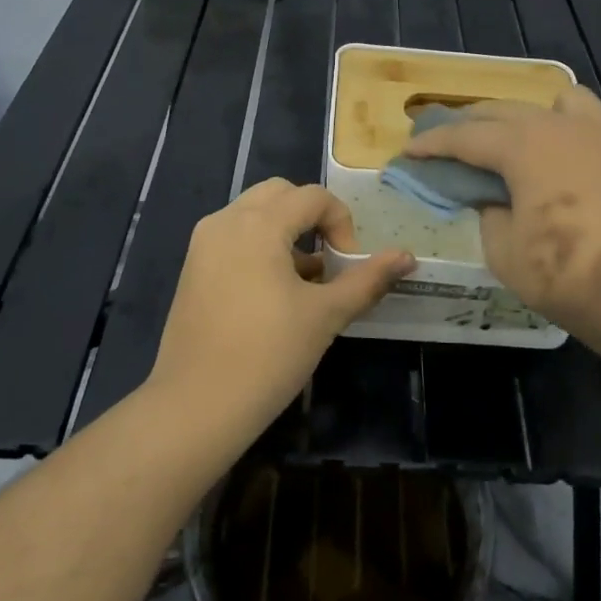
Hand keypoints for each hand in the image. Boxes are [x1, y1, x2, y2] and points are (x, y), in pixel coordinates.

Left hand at [147, 179, 413, 439]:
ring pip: (254, 213)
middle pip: (281, 194)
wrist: (196, 406)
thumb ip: (367, 280)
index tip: (347, 267)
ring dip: (286, 231)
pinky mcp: (192, 267)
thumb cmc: (268, 355)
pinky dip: (261, 246)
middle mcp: (226, 220)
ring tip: (305, 281)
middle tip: (328, 260)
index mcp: (258, 224)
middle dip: (312, 218)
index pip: (313, 196)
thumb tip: (407, 257)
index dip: (342, 224)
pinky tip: (273, 293)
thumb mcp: (326, 315)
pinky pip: (234, 236)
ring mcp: (204, 243)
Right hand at [404, 90, 600, 400]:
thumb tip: (491, 197)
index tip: (408, 151)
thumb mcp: (504, 251)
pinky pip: (590, 126)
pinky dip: (568, 133)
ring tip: (512, 140)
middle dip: (469, 123)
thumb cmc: (565, 275)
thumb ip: (488, 212)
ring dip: (524, 115)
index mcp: (523, 145)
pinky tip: (564, 161)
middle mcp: (559, 126)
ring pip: (553, 102)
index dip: (432, 144)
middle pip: (503, 111)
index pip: (465, 136)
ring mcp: (599, 136)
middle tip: (445, 141)